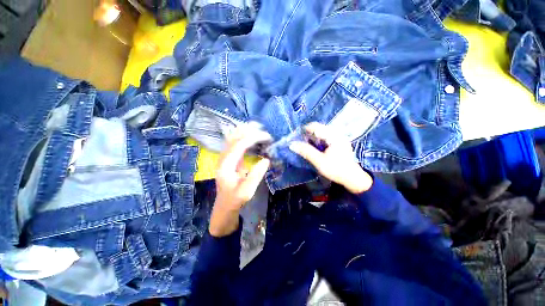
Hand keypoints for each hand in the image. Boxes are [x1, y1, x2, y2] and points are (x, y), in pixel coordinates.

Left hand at [210, 126, 271, 236]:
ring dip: (245, 131)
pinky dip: (243, 136)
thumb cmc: (235, 200)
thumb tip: (266, 159)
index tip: (267, 137)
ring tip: (259, 128)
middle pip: (233, 137)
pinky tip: (252, 135)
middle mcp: (223, 158)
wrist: (224, 205)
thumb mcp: (247, 191)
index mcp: (226, 165)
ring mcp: (224, 157)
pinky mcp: (228, 158)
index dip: (253, 138)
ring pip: (232, 137)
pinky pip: (234, 142)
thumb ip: (256, 175)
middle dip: (249, 131)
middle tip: (264, 131)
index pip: (239, 145)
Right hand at [289, 122, 372, 193]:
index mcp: (333, 135)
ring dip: (312, 138)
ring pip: (321, 133)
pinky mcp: (339, 143)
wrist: (353, 179)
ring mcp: (339, 138)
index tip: (295, 137)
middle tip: (300, 143)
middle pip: (318, 129)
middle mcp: (337, 133)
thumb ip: (306, 151)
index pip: (315, 126)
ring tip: (305, 146)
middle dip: (308, 135)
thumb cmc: (336, 170)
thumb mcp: (319, 161)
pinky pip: (325, 137)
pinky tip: (315, 148)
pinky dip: (318, 141)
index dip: (304, 130)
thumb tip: (292, 144)